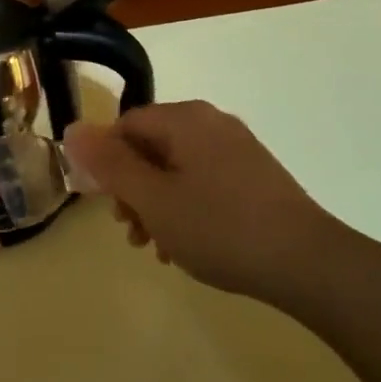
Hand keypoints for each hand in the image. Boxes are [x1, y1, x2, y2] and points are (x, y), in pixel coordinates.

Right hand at [64, 101, 340, 304]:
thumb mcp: (154, 199)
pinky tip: (187, 245)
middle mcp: (212, 123)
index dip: (106, 163)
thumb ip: (110, 164)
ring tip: (156, 246)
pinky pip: (204, 181)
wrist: (307, 261)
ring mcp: (238, 148)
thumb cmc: (220, 228)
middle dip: (132, 188)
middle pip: (151, 146)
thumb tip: (73, 129)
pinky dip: (186, 207)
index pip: (125, 125)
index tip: (107, 205)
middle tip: (131, 232)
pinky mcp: (255, 175)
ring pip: (177, 168)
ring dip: (156, 203)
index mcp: (185, 120)